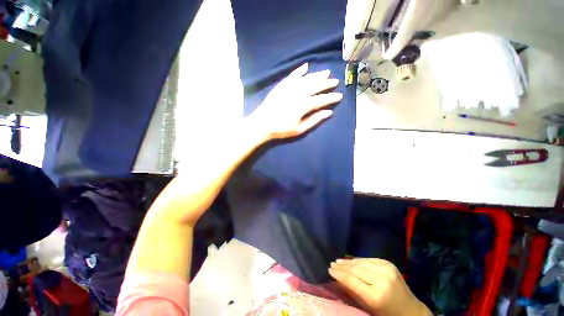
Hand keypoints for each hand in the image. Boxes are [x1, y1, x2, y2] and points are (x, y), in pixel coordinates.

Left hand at [249, 63, 342, 140]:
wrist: (262, 124)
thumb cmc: (281, 129)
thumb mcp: (299, 129)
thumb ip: (314, 120)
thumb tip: (329, 112)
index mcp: (303, 105)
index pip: (321, 100)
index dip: (331, 98)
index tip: (339, 96)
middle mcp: (298, 93)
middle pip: (315, 86)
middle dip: (326, 83)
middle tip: (335, 81)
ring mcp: (289, 88)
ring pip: (306, 79)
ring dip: (317, 75)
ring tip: (326, 72)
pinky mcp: (281, 86)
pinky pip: (292, 76)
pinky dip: (299, 71)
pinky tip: (306, 67)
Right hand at [329, 258, 430, 315]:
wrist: (411, 310)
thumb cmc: (387, 314)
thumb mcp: (369, 307)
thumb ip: (353, 292)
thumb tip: (338, 278)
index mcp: (376, 296)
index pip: (352, 281)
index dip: (339, 274)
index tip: (329, 269)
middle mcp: (381, 280)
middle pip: (356, 269)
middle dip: (342, 266)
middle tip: (332, 263)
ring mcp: (386, 269)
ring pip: (361, 262)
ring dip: (349, 261)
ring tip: (339, 261)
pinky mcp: (388, 263)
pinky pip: (369, 259)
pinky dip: (359, 260)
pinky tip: (352, 260)